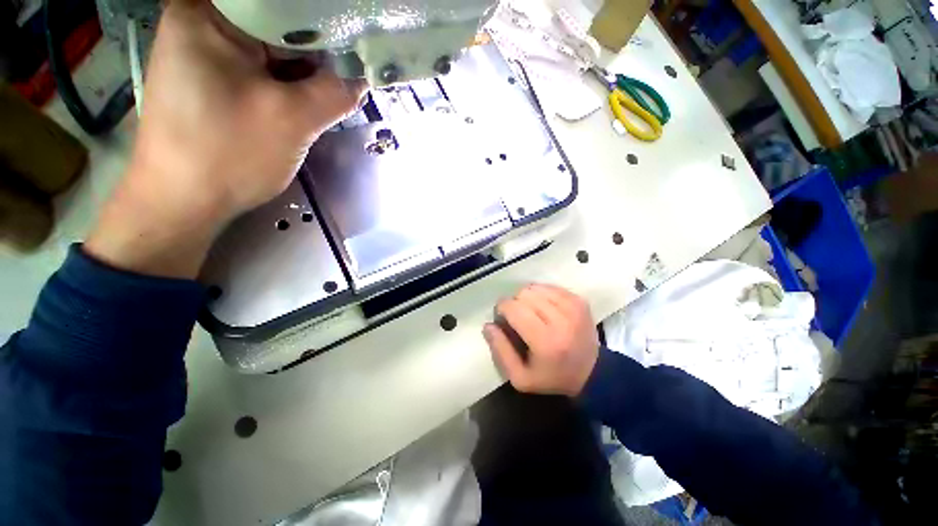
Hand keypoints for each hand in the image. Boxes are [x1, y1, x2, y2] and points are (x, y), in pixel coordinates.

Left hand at [86, 0, 365, 277]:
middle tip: (346, 76)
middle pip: (276, 26)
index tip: (355, 48)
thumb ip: (334, 93)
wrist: (183, 202)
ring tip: (328, 93)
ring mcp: (204, 53)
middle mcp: (202, 24)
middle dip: (315, 54)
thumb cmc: (228, 155)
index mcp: (208, 15)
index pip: (281, 6)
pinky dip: (286, 85)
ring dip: (303, 74)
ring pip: (271, 51)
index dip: (324, 26)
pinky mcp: (211, 79)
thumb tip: (363, 78)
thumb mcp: (292, 120)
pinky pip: (260, 71)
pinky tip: (302, 103)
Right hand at [483, 284, 599, 396]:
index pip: (514, 309)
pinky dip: (541, 294)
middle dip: (514, 303)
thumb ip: (501, 351)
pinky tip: (543, 307)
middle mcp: (561, 320)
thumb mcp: (520, 377)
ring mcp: (572, 307)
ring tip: (530, 312)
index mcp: (545, 341)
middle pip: (524, 294)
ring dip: (527, 297)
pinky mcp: (579, 301)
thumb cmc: (552, 377)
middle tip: (517, 316)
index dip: (502, 308)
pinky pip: (550, 286)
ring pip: (536, 288)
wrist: (592, 373)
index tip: (502, 316)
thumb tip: (488, 325)